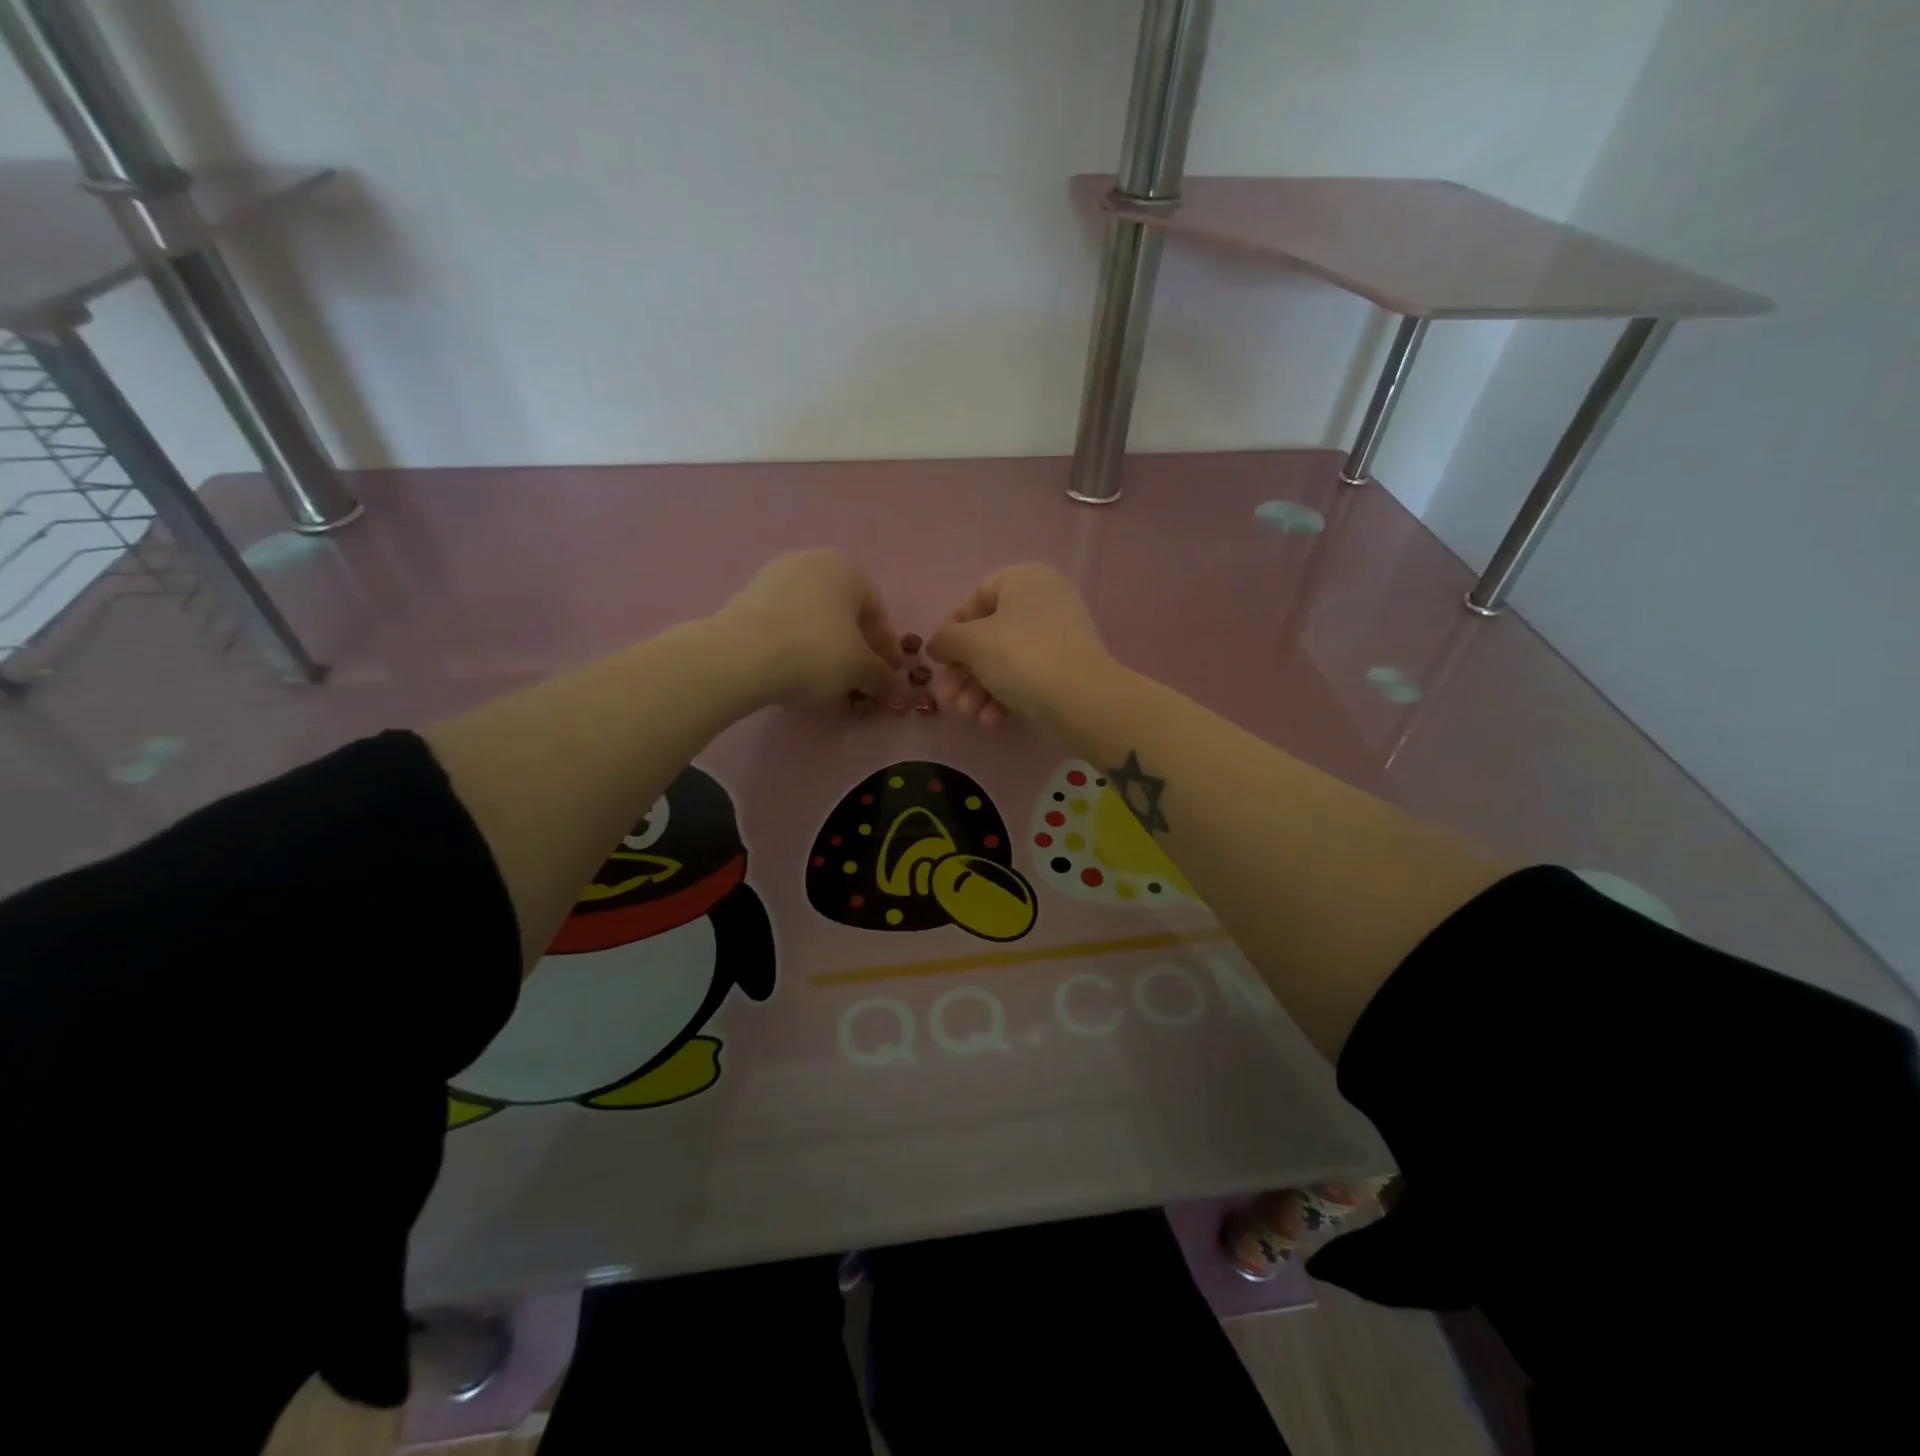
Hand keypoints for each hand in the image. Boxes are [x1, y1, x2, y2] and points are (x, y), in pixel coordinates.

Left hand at [713, 549, 905, 707]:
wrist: (740, 656)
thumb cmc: (815, 651)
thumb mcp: (859, 669)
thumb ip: (882, 676)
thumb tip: (895, 686)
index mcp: (846, 568)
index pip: (877, 611)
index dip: (887, 648)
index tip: (890, 675)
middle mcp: (811, 562)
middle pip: (844, 611)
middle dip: (856, 646)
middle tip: (861, 677)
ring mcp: (774, 576)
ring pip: (814, 617)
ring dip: (827, 646)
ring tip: (830, 679)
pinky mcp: (747, 597)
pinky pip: (785, 623)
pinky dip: (798, 645)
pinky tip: (798, 671)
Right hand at [926, 563, 1109, 730]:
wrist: (1082, 700)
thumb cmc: (1022, 656)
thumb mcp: (973, 643)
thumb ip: (946, 640)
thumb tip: (936, 645)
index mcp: (1025, 579)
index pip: (976, 598)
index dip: (952, 629)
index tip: (938, 658)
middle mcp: (1043, 601)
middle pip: (988, 635)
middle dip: (964, 672)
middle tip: (948, 699)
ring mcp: (1057, 637)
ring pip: (1004, 660)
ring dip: (978, 690)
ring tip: (967, 715)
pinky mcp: (1064, 669)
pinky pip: (1025, 677)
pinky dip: (1004, 696)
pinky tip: (991, 721)